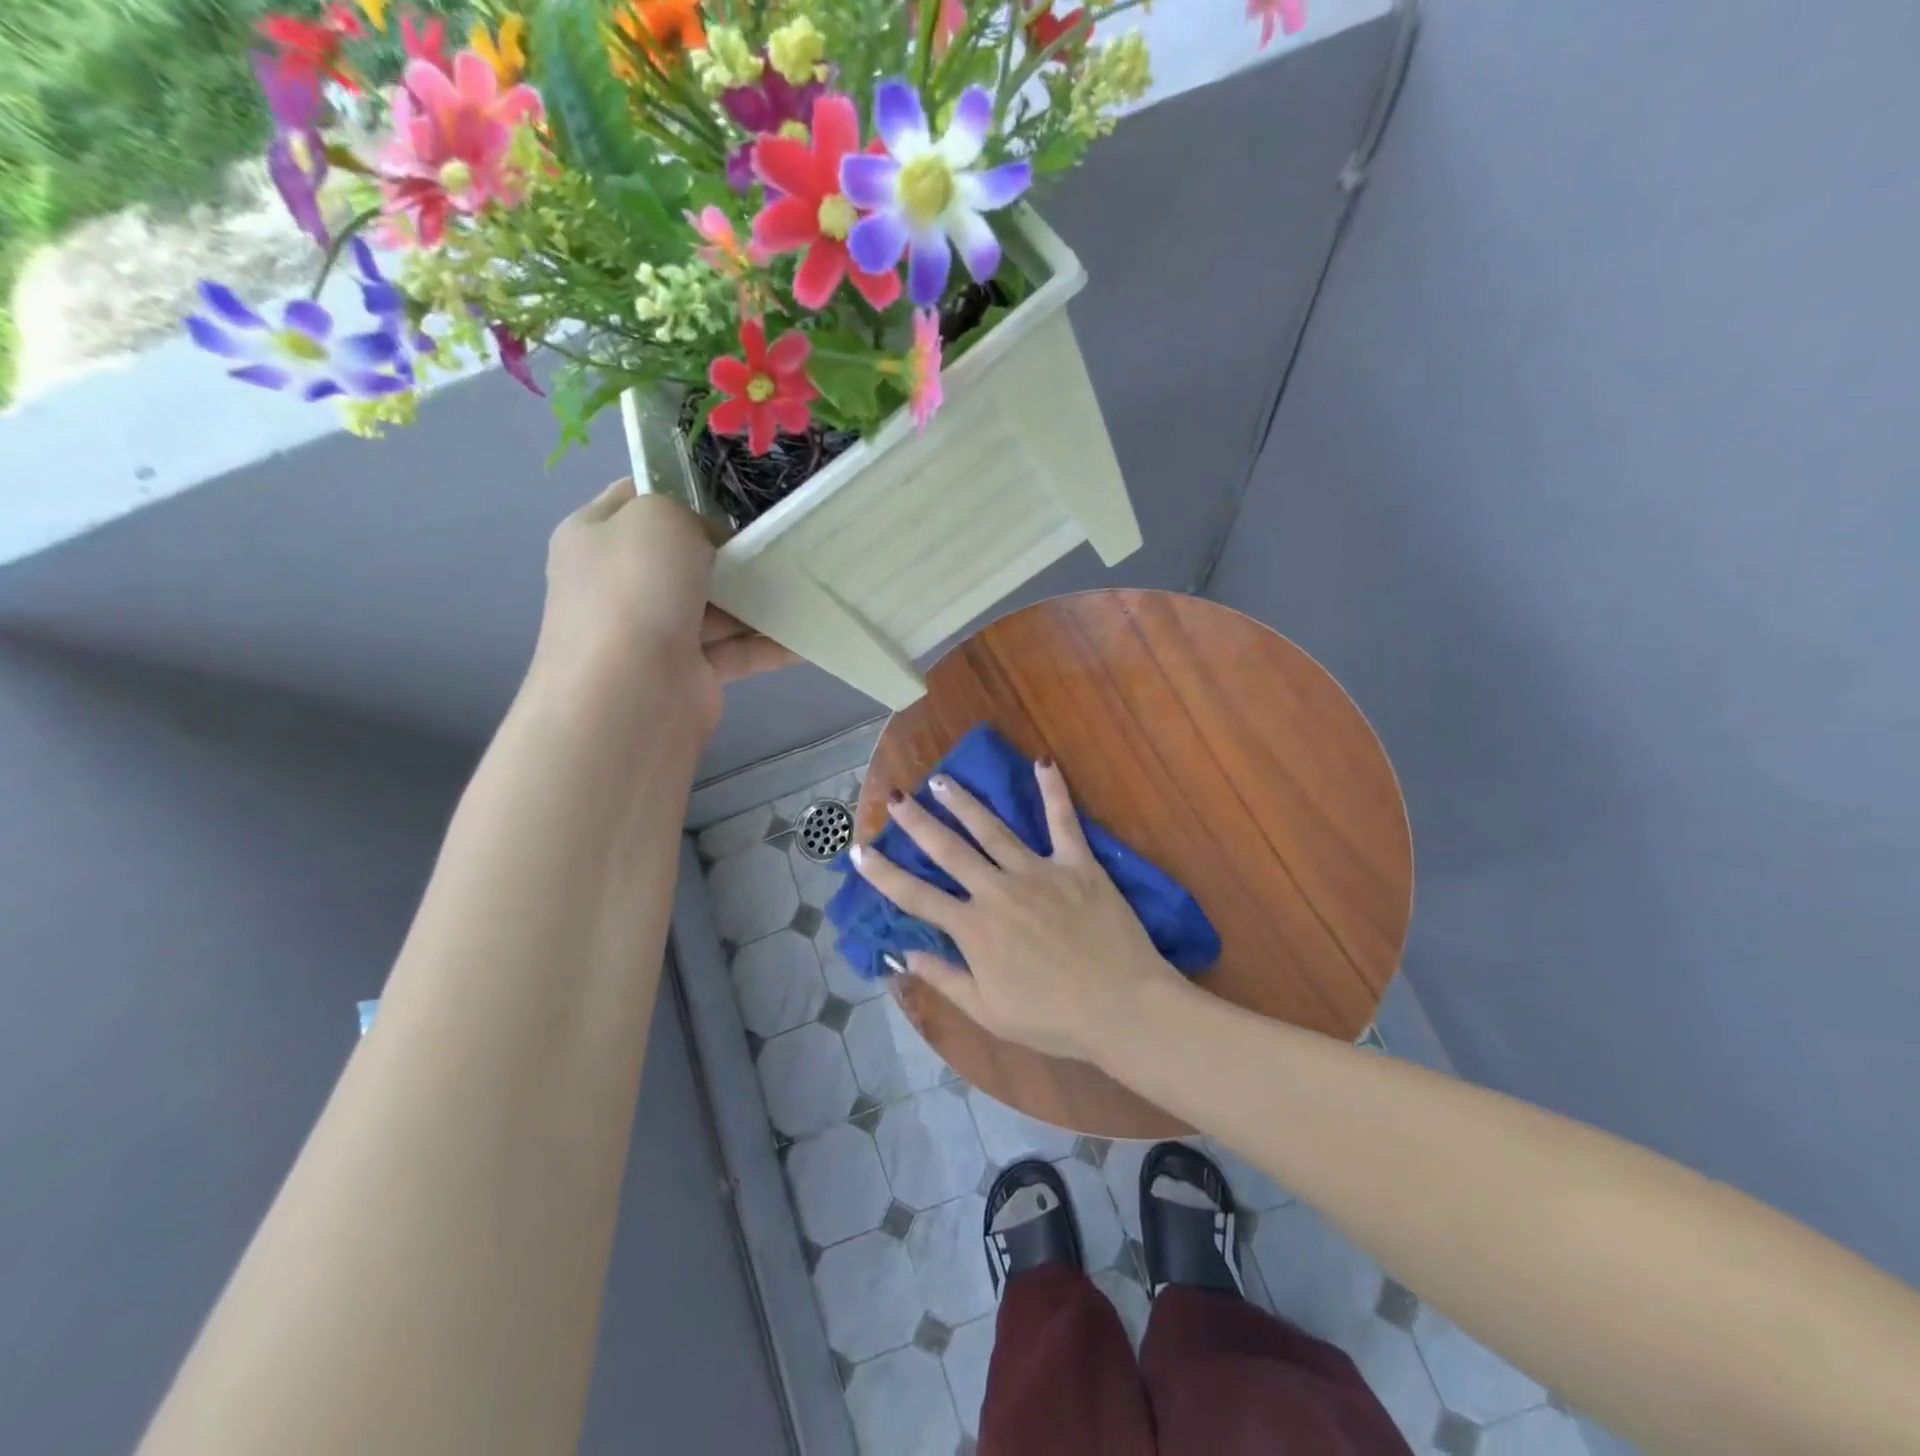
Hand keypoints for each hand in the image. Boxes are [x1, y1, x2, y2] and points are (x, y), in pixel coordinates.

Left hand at [536, 480, 795, 731]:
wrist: (630, 695)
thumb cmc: (636, 591)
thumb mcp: (658, 517)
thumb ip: (689, 512)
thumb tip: (716, 544)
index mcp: (597, 535)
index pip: (641, 497)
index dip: (686, 487)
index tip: (738, 491)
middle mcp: (623, 582)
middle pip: (688, 555)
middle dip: (735, 547)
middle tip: (784, 536)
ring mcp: (658, 631)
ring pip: (720, 605)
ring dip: (761, 597)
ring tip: (811, 582)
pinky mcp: (693, 671)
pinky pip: (740, 650)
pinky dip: (772, 643)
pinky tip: (810, 634)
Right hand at [850, 761, 1183, 1062]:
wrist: (1121, 1007)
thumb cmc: (1053, 1018)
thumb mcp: (988, 1011)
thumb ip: (944, 978)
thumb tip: (904, 953)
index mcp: (974, 928)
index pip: (916, 896)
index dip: (883, 873)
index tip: (859, 851)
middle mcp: (998, 890)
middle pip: (949, 850)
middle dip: (918, 822)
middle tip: (896, 797)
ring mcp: (1038, 871)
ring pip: (993, 829)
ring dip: (964, 802)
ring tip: (942, 780)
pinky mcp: (1077, 863)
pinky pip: (1063, 821)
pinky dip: (1053, 791)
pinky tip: (1043, 762)